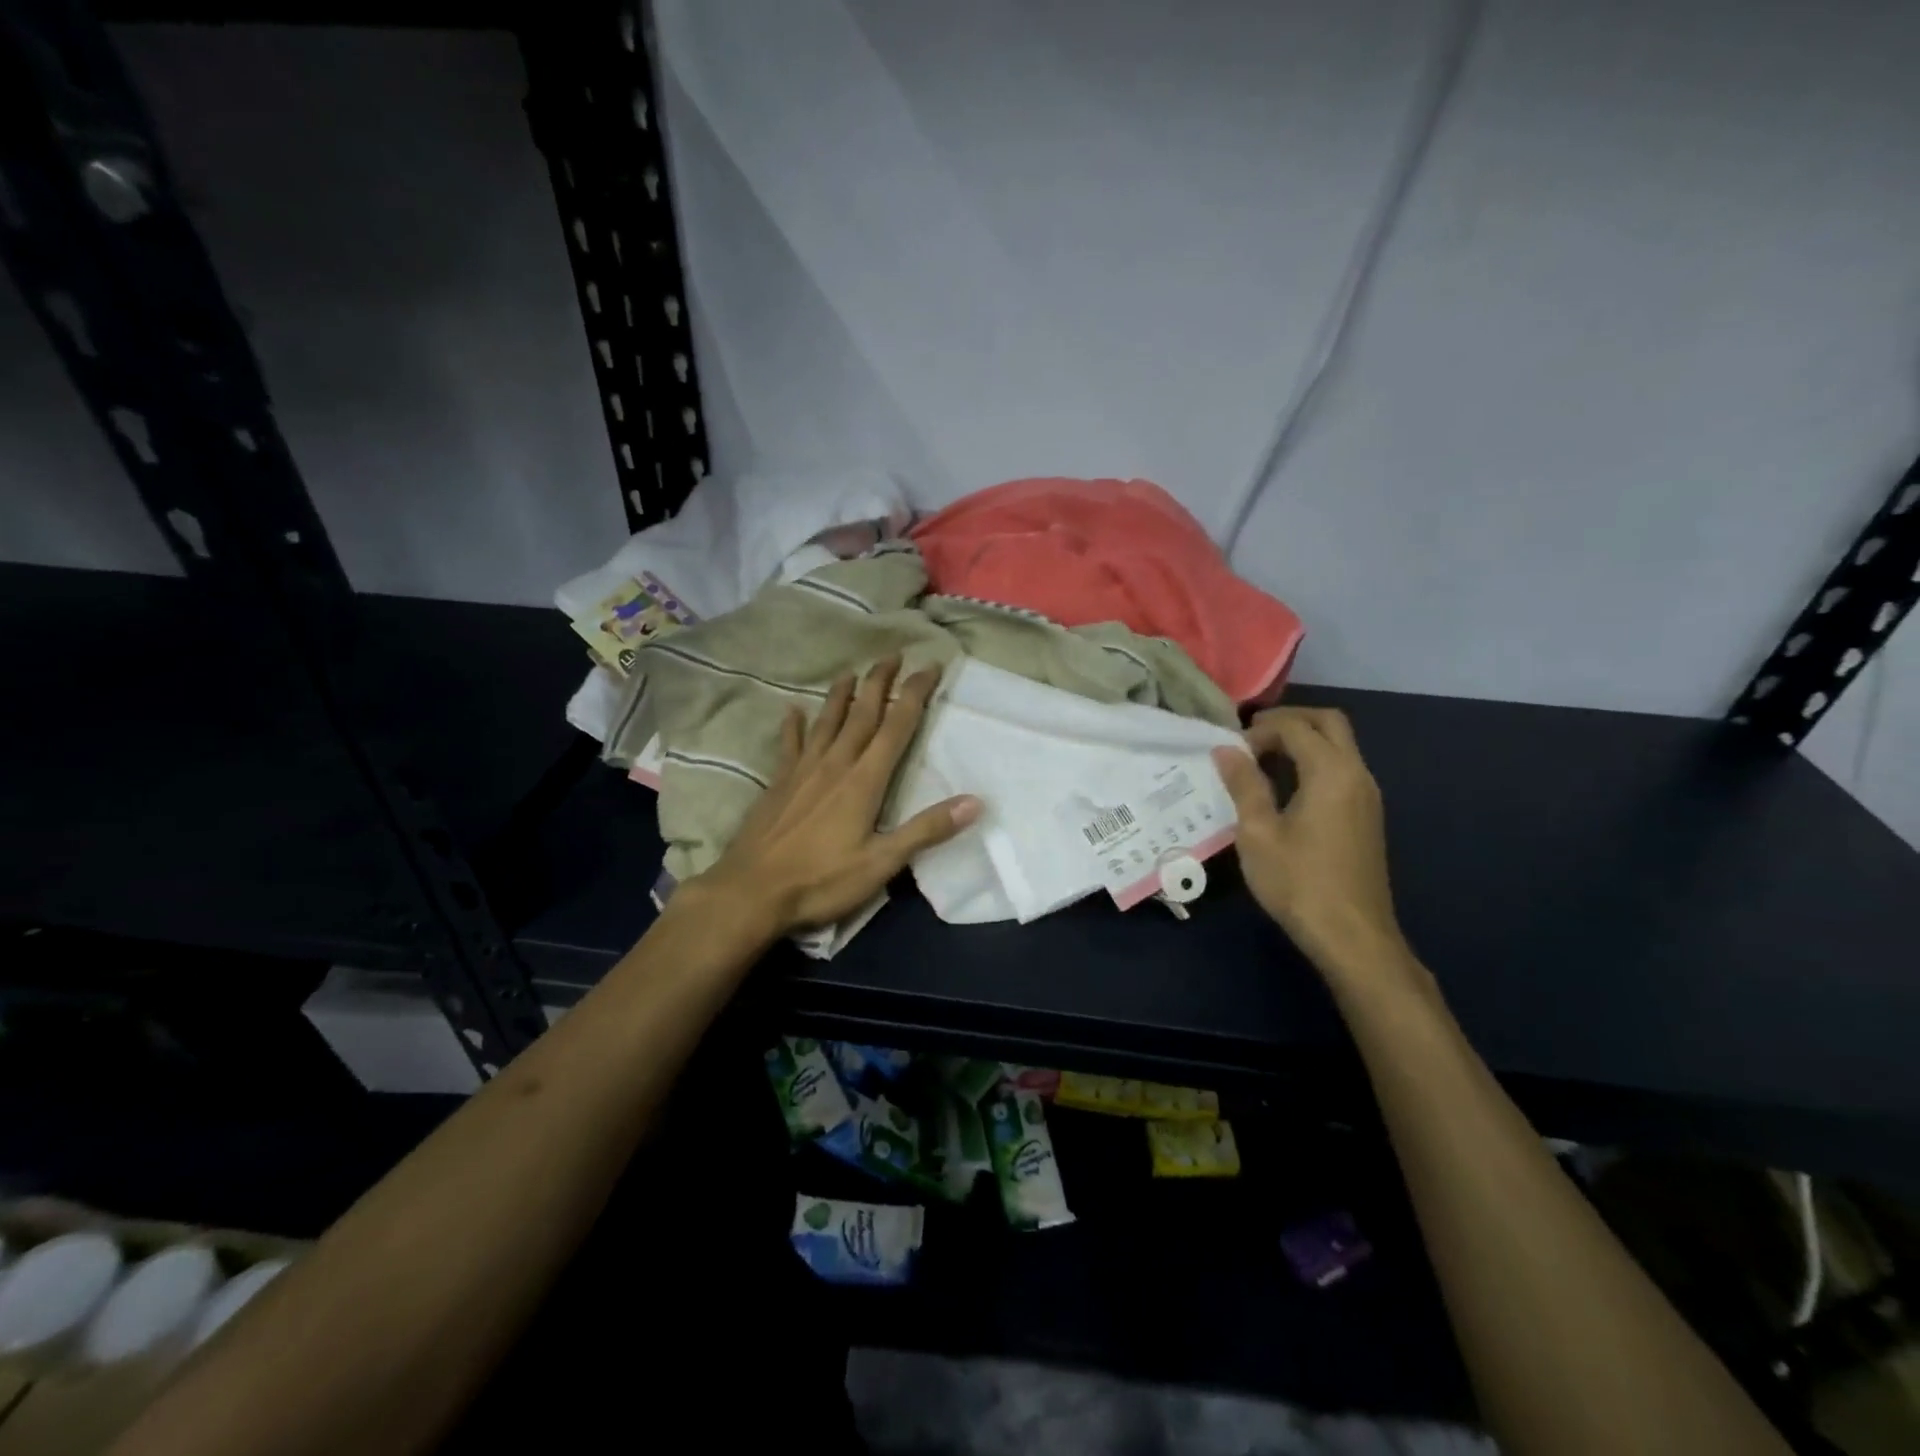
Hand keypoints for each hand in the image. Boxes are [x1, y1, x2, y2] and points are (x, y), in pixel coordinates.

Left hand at [694, 657, 981, 934]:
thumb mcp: (882, 863)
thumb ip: (926, 830)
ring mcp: (802, 771)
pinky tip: (792, 711)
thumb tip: (975, 802)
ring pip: (827, 722)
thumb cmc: (821, 881)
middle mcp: (835, 765)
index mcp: (863, 781)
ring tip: (851, 672)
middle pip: (862, 714)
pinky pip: (789, 745)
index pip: (896, 727)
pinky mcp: (778, 783)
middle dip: (879, 682)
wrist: (751, 892)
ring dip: (841, 695)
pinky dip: (793, 726)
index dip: (914, 694)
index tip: (929, 666)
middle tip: (892, 655)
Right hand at [1211, 708, 1409, 979]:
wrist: (1352, 936)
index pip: (1296, 727)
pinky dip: (1313, 762)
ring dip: (1302, 741)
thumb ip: (1244, 785)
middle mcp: (1357, 774)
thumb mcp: (1258, 833)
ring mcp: (1367, 795)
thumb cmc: (1298, 882)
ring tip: (1260, 761)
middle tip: (1251, 738)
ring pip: (1339, 745)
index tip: (1230, 752)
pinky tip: (1284, 788)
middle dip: (1289, 721)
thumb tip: (1226, 750)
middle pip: (1328, 723)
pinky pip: (1341, 768)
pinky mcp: (1366, 815)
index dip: (1259, 730)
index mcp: (1331, 772)